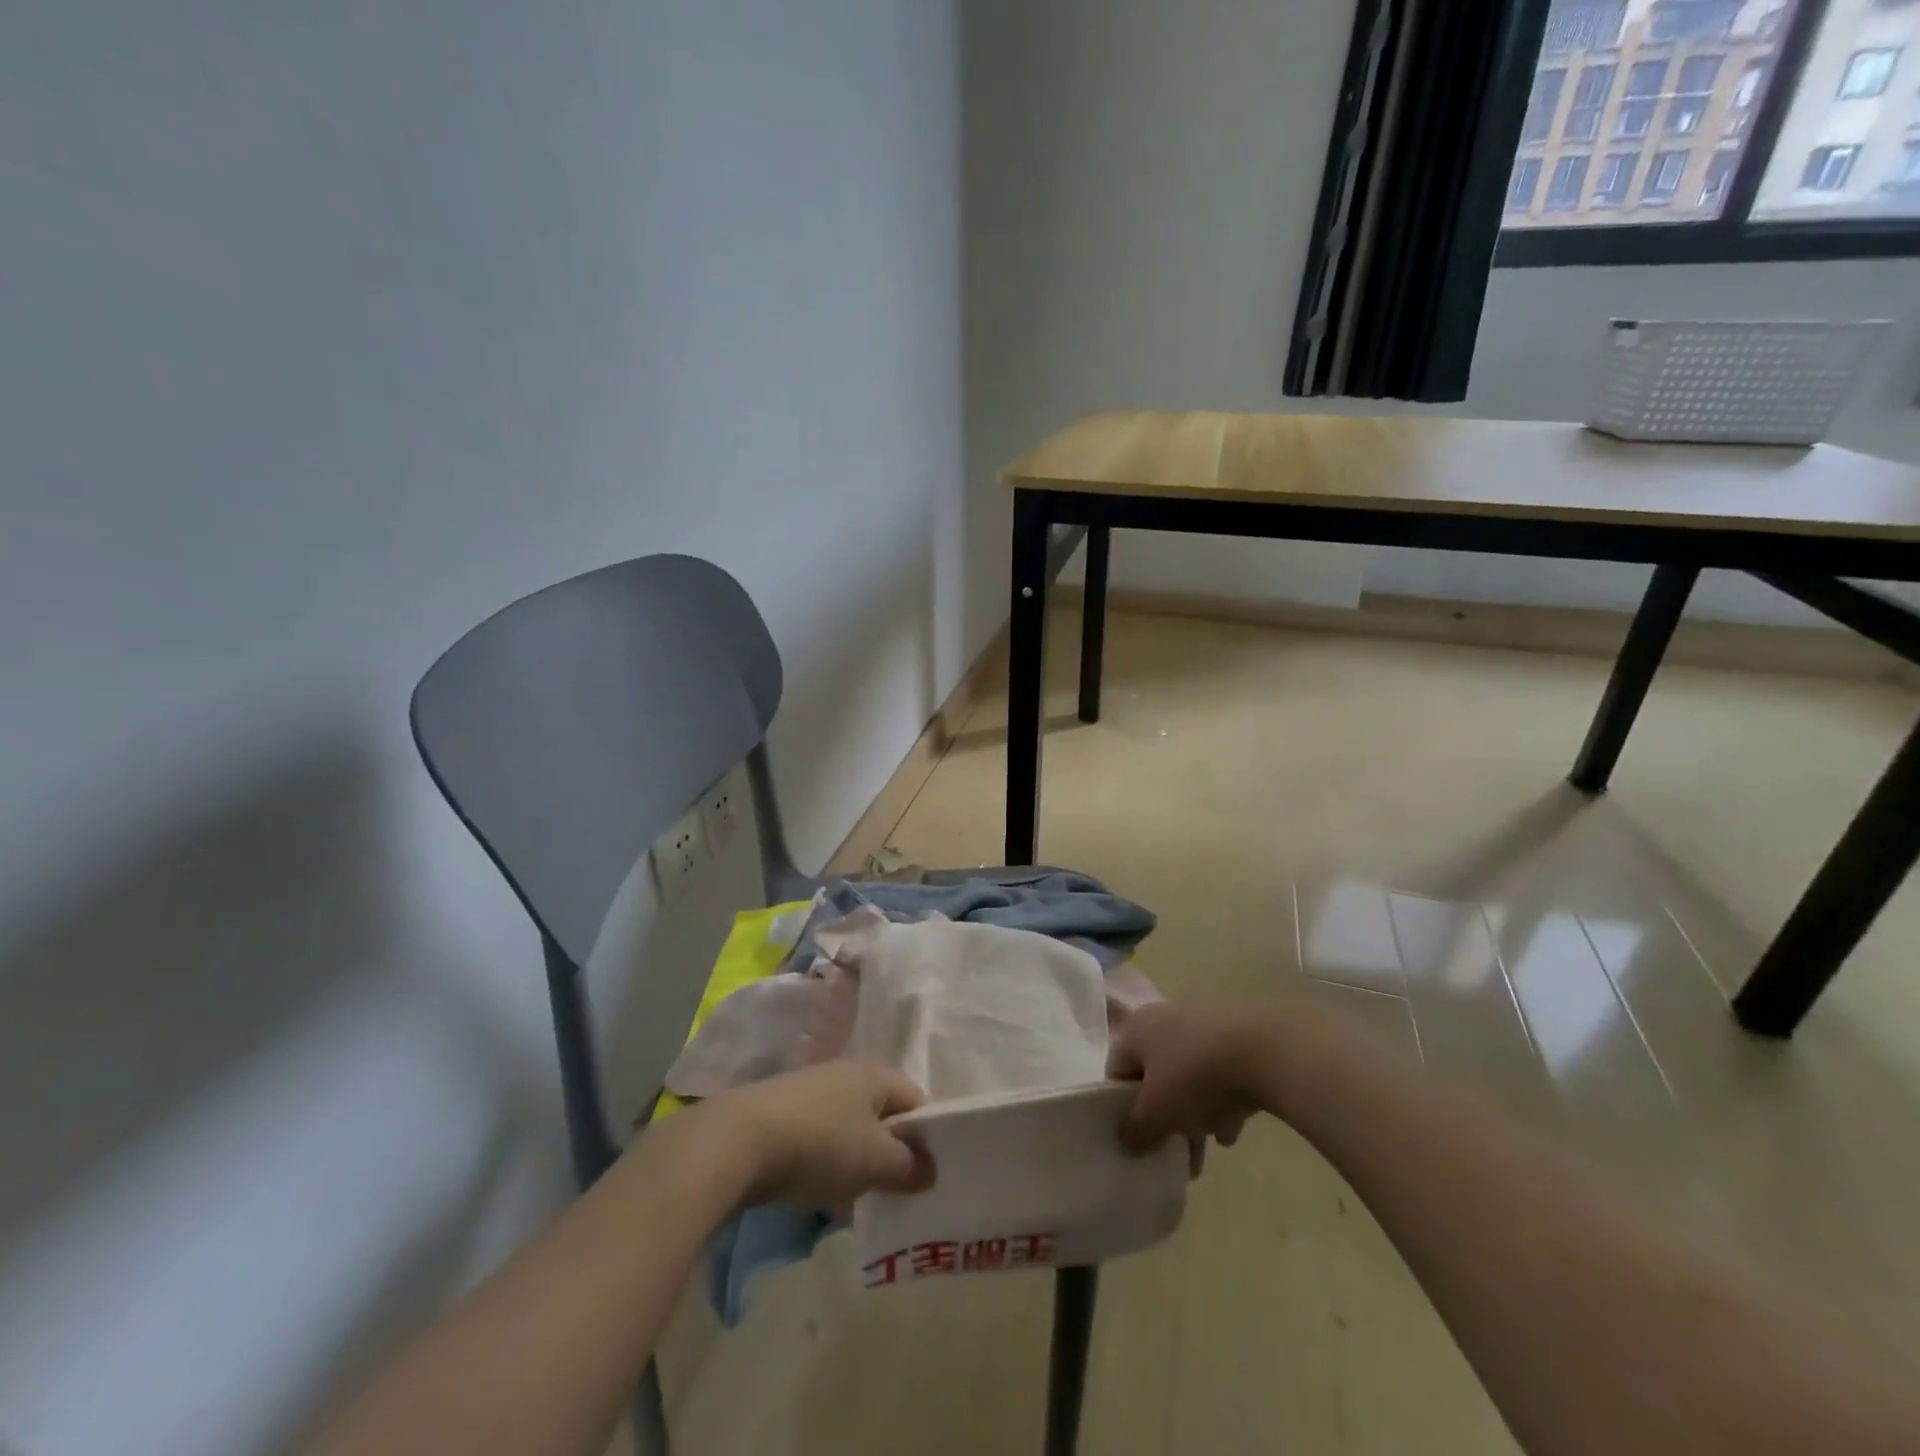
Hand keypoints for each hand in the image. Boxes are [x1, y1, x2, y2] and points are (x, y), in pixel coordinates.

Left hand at [707, 1061, 934, 1209]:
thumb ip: (910, 1166)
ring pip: (849, 1128)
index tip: (929, 1177)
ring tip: (856, 1198)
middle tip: (896, 1193)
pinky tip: (817, 1191)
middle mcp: (846, 1073)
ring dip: (856, 1161)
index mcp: (876, 1074)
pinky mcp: (781, 1113)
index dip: (929, 1137)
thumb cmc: (820, 1144)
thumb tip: (932, 1170)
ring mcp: (811, 1091)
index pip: (917, 1100)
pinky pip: (818, 1139)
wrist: (735, 1142)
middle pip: (883, 1114)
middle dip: (891, 1152)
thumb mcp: (875, 1161)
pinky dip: (825, 1163)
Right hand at [1107, 1002, 1279, 1154]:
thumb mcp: (1157, 1113)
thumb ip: (1136, 1130)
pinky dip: (1220, 1103)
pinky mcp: (1235, 1037)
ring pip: (1187, 1078)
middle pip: (1154, 1077)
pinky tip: (1230, 1132)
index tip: (1135, 1138)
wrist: (1265, 1051)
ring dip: (1191, 1116)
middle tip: (1169, 1154)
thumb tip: (1124, 1142)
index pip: (1116, 1069)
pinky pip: (1217, 1075)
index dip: (1120, 1107)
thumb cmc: (1195, 1077)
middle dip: (1162, 1119)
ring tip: (1203, 1156)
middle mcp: (1164, 1020)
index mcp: (1137, 1029)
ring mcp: (1201, 1026)